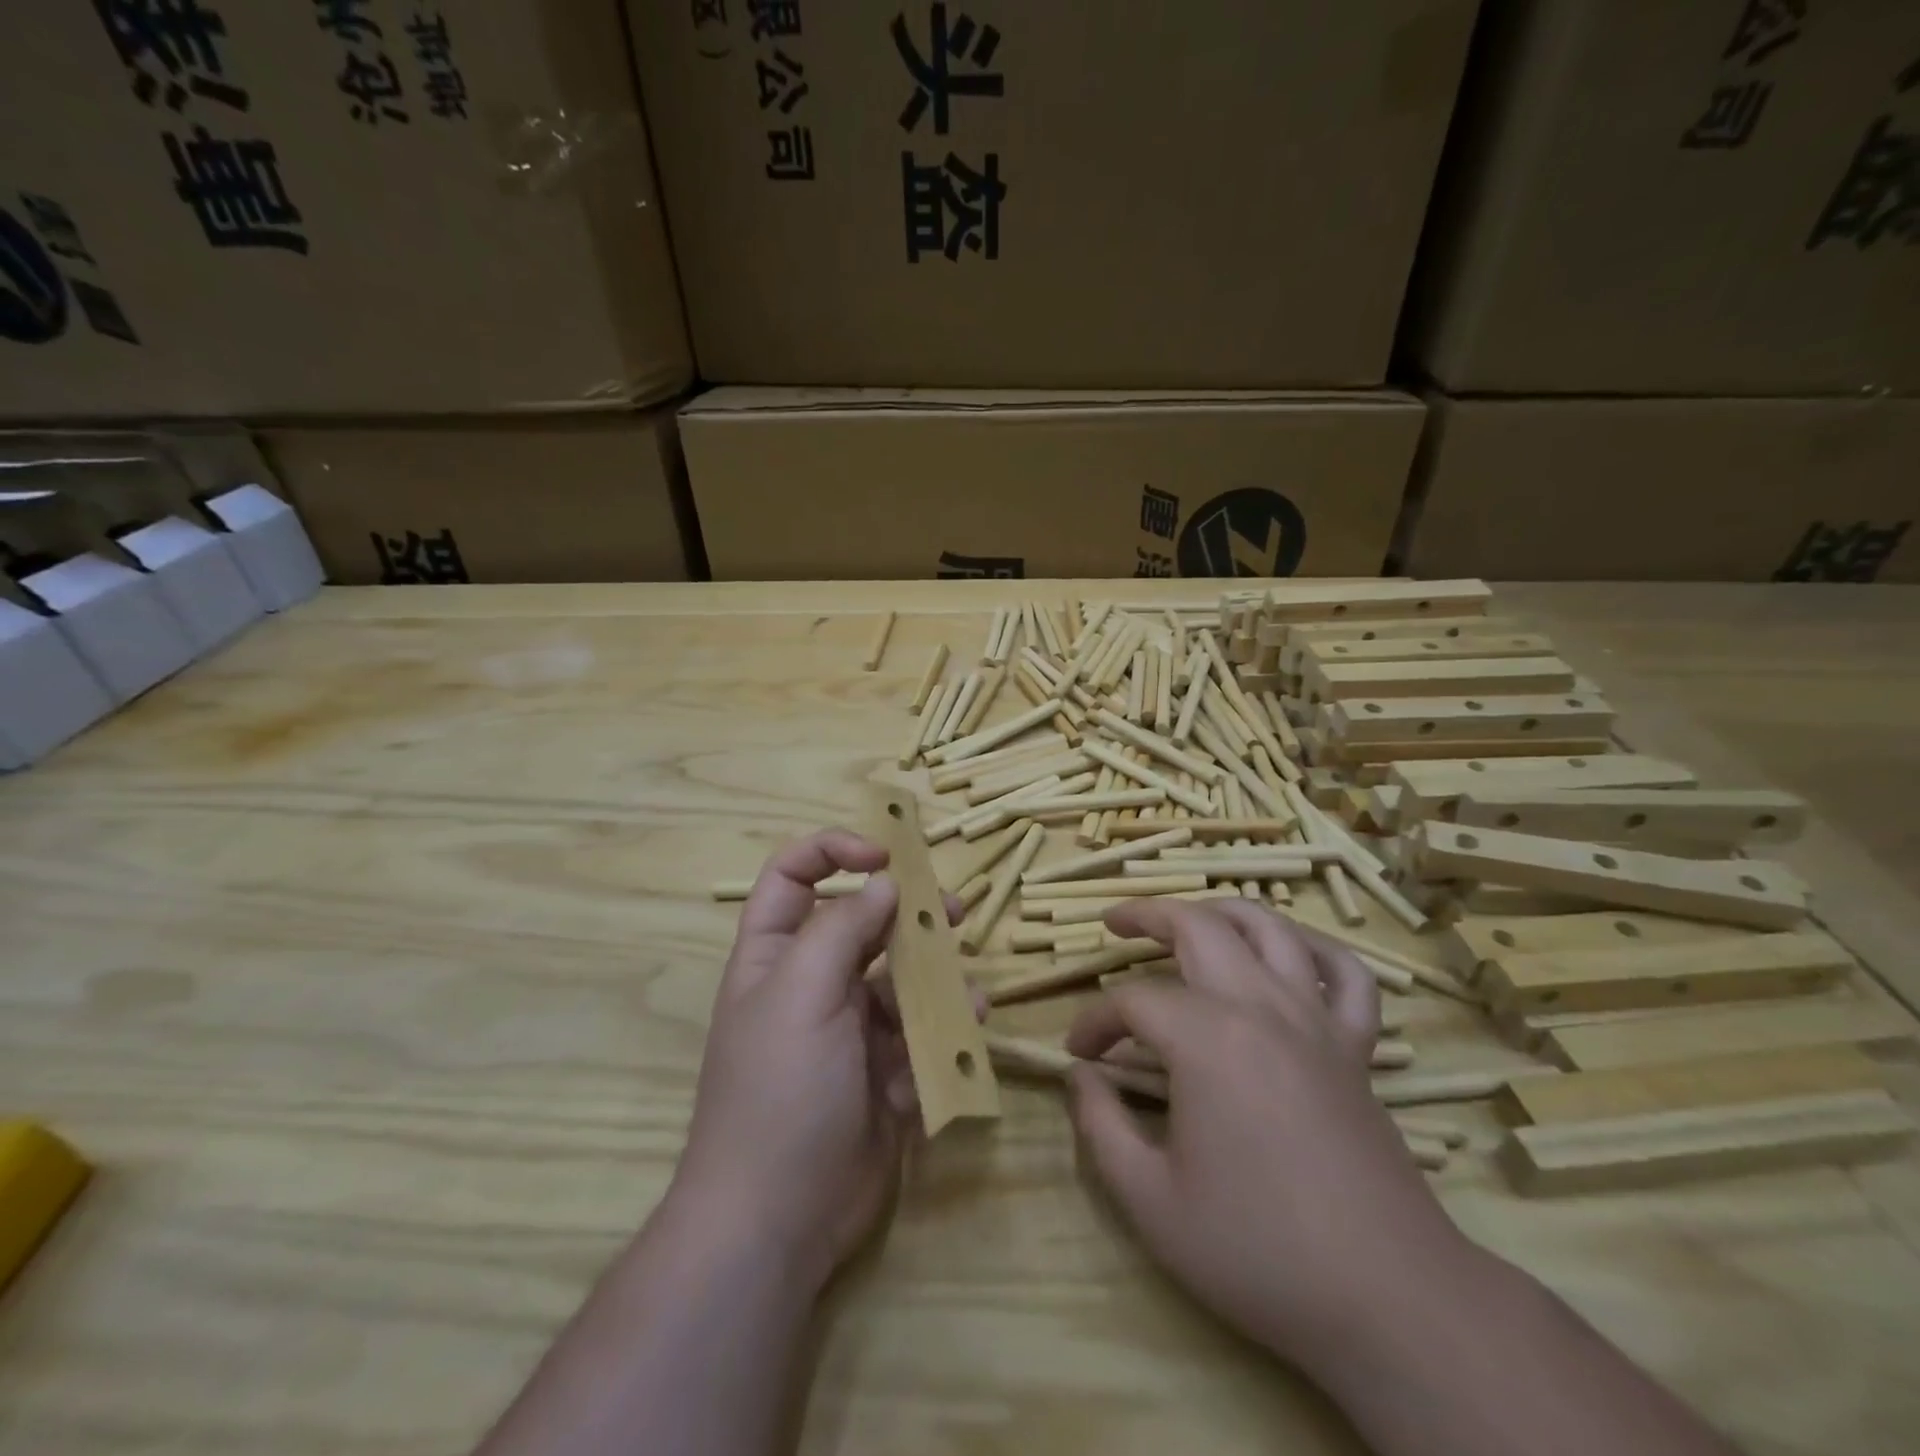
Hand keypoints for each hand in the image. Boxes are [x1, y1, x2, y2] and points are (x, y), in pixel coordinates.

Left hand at [671, 830, 941, 1293]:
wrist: (778, 1220)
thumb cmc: (780, 1089)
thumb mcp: (802, 993)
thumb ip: (843, 928)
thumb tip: (884, 882)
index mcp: (776, 955)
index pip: (794, 876)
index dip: (835, 851)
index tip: (887, 856)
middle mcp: (812, 982)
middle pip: (862, 923)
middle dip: (907, 913)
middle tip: (953, 911)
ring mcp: (850, 1028)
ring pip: (901, 979)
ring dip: (935, 978)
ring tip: (967, 989)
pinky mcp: (882, 1070)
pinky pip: (919, 1033)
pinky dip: (941, 1031)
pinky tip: (961, 1037)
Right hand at [1064, 899, 1469, 1373]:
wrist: (1389, 1300)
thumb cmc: (1258, 1251)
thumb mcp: (1150, 1201)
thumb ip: (1100, 1127)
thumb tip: (1079, 1078)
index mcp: (1206, 1039)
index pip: (1132, 1002)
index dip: (1095, 1021)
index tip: (1078, 1054)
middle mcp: (1260, 1008)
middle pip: (1198, 927)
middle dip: (1147, 916)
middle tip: (1115, 925)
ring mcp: (1315, 1022)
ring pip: (1270, 929)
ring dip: (1222, 911)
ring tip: (1191, 918)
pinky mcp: (1356, 1048)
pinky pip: (1346, 974)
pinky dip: (1315, 949)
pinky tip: (1290, 954)